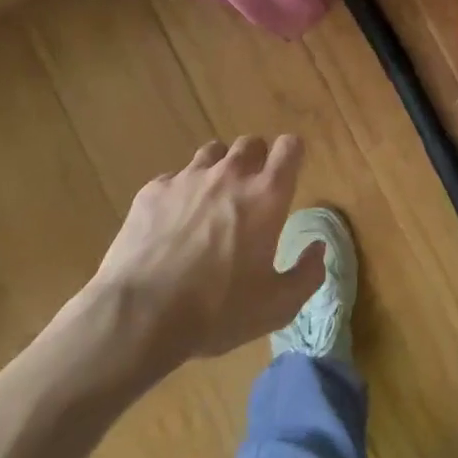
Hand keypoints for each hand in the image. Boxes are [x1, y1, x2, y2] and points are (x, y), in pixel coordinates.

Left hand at [75, 135, 322, 391]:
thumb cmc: (217, 310)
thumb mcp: (277, 306)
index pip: (290, 146)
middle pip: (251, 142)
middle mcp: (231, 175)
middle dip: (256, 160)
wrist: (138, 315)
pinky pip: (174, 177)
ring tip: (212, 200)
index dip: (293, 154)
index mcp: (267, 195)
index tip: (289, 172)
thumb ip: (307, 274)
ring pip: (212, 152)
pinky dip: (180, 192)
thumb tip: (319, 249)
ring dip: (219, 169)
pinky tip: (172, 222)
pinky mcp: (153, 191)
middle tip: (251, 191)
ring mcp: (188, 178)